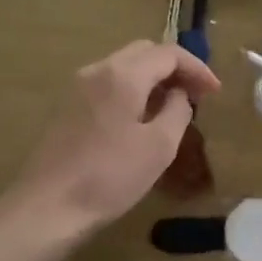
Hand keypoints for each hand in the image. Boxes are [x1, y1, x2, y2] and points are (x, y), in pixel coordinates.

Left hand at [7, 41, 220, 231]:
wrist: (46, 208)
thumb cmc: (110, 176)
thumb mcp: (160, 146)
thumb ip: (177, 111)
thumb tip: (179, 95)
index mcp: (123, 74)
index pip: (168, 53)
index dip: (197, 68)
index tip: (215, 92)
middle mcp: (97, 70)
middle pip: (144, 52)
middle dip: (175, 69)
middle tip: (196, 95)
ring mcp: (76, 88)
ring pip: (123, 67)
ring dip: (152, 80)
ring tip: (173, 108)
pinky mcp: (65, 108)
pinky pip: (107, 85)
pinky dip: (131, 91)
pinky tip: (140, 120)